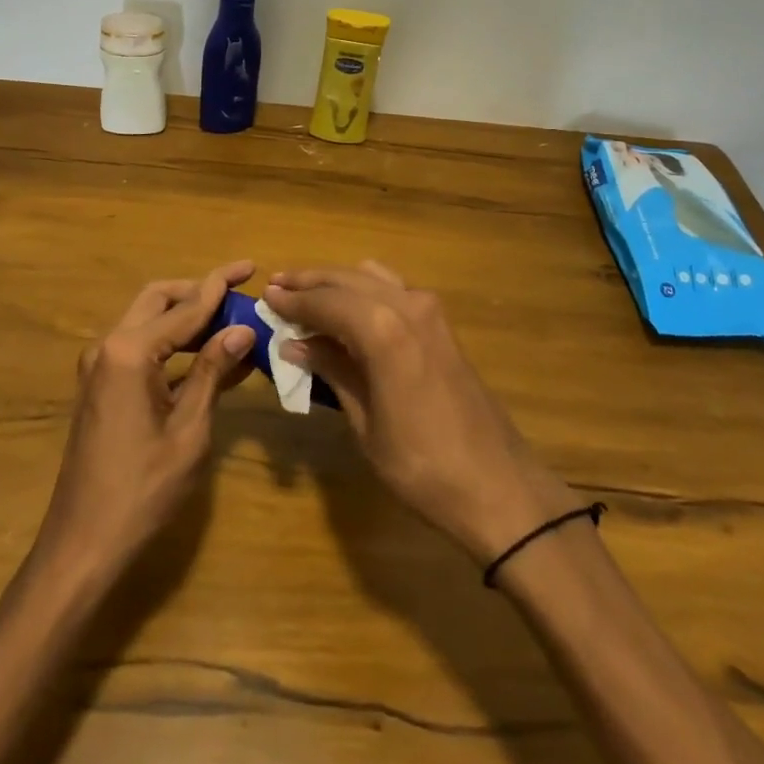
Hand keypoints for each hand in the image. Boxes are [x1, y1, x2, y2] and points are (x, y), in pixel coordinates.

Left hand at [34, 261, 258, 574]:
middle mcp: (109, 347)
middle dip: (198, 291)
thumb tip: (242, 329)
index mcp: (129, 351)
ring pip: (148, 321)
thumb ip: (211, 371)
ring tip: (231, 322)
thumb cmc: (142, 490)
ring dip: (186, 317)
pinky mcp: (101, 387)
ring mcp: (100, 367)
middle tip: (238, 292)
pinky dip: (172, 345)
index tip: (249, 267)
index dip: (220, 286)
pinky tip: (208, 356)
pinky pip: (141, 349)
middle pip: (158, 299)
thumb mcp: (189, 430)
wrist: (82, 546)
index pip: (185, 307)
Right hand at [264, 262, 578, 563]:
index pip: (324, 301)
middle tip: (278, 287)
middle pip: (346, 280)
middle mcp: (405, 305)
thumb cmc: (422, 465)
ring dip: (337, 282)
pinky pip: (393, 289)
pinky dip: (365, 290)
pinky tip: (349, 308)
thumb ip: (333, 371)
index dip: (293, 300)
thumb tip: (295, 344)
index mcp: (382, 329)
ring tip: (307, 294)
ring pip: (370, 278)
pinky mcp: (441, 323)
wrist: (498, 485)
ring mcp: (429, 310)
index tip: (266, 297)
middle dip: (310, 283)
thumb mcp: (365, 422)